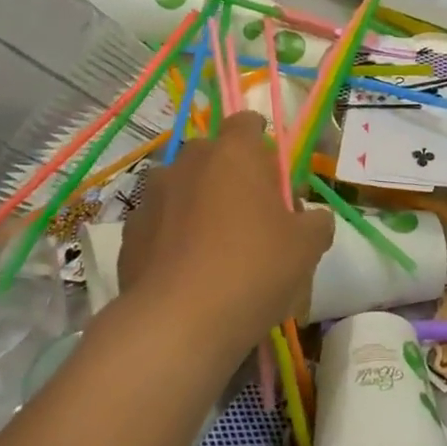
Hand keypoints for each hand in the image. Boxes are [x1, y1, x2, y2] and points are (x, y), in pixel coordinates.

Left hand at [117, 113, 333, 349]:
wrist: (177, 324)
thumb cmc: (253, 270)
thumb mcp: (307, 247)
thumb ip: (316, 222)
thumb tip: (313, 219)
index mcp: (234, 153)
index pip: (246, 121)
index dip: (261, 141)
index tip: (272, 172)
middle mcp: (189, 162)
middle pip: (214, 155)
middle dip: (231, 176)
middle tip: (252, 215)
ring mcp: (153, 196)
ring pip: (184, 188)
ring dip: (199, 204)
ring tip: (216, 247)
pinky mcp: (130, 232)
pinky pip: (161, 222)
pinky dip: (174, 235)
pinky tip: (189, 271)